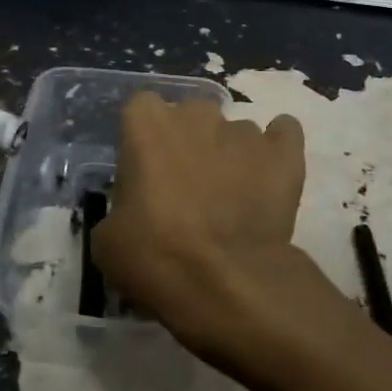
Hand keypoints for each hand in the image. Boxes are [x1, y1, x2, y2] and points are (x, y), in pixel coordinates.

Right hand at [92, 93, 311, 368]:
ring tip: (232, 199)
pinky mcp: (284, 153)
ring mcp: (244, 131)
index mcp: (147, 123)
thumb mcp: (108, 239)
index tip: (145, 170)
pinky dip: (276, 149)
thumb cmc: (155, 254)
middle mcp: (196, 114)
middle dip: (189, 141)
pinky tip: (270, 174)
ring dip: (230, 155)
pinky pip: (283, 134)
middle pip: (190, 115)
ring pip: (234, 132)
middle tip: (187, 186)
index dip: (144, 137)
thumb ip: (120, 207)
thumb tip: (133, 213)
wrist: (226, 282)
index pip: (141, 108)